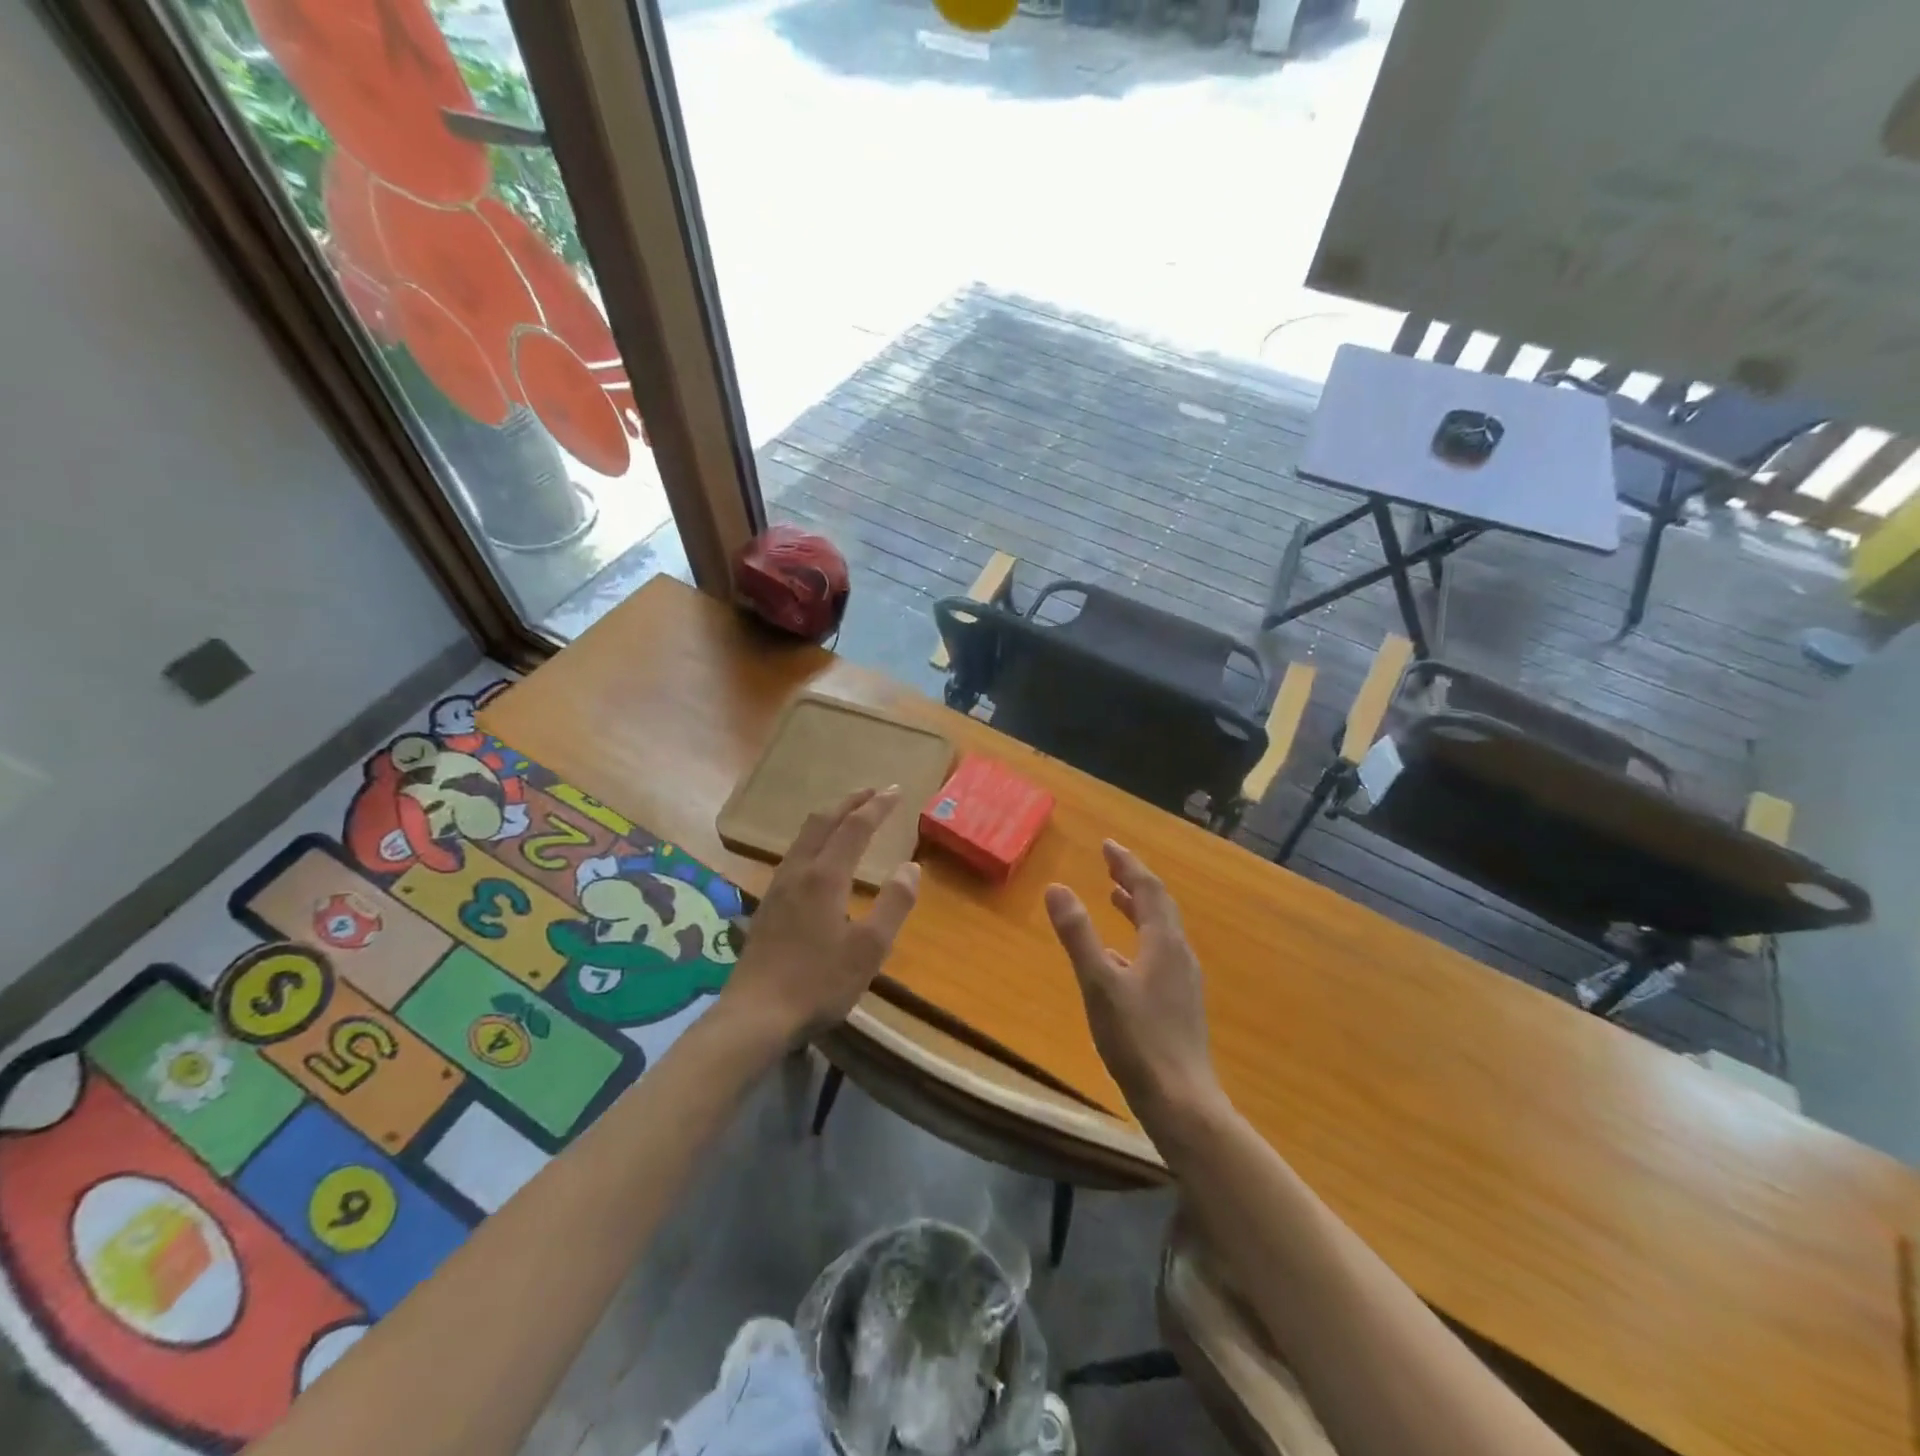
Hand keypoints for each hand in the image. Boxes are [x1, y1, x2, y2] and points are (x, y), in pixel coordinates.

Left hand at [718, 787, 919, 1049]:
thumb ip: (893, 904)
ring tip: (848, 816)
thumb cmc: (819, 983)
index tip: (897, 791)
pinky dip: (815, 839)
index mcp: (825, 877)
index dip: (877, 806)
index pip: (855, 827)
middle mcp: (798, 872)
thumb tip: (911, 867)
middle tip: (872, 792)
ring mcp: (778, 887)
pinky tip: (820, 859)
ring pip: (804, 837)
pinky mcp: (767, 905)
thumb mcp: (869, 949)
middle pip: (822, 822)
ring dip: (829, 818)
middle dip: (849, 802)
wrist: (755, 1015)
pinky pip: (795, 854)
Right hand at [1045, 841, 1223, 1126]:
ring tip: (1114, 897)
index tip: (1107, 845)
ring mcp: (1182, 982)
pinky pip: (1158, 955)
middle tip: (1109, 863)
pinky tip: (1118, 958)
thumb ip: (1078, 936)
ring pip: (1160, 931)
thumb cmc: (1138, 1040)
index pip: (1148, 889)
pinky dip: (1138, 939)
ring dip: (1137, 909)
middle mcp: (1179, 955)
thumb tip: (1057, 888)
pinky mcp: (1179, 1005)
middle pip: (1159, 906)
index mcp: (1164, 944)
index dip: (1127, 864)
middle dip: (1133, 881)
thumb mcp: (1099, 984)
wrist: (1182, 1102)